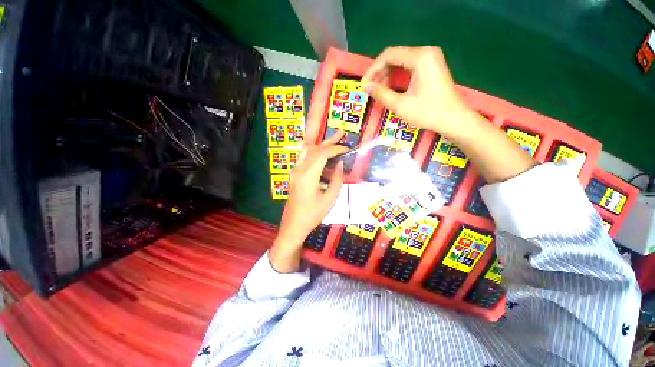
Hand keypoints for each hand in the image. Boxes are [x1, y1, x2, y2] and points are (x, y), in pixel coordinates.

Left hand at [269, 131, 348, 272]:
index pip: (322, 154)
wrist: (294, 225)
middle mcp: (299, 169)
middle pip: (314, 149)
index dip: (336, 149)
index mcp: (308, 175)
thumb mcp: (330, 198)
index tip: (347, 148)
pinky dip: (315, 152)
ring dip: (321, 145)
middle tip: (341, 133)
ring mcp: (294, 171)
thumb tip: (341, 163)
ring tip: (333, 140)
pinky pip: (304, 158)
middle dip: (329, 141)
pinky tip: (323, 153)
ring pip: (307, 151)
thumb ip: (337, 179)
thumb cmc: (313, 214)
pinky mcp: (294, 175)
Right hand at [364, 46, 535, 182]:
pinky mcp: (432, 65)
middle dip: (380, 72)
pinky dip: (397, 76)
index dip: (373, 69)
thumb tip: (365, 86)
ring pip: (401, 61)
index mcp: (420, 57)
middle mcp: (426, 51)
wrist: (453, 119)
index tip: (364, 84)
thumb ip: (381, 93)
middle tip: (370, 89)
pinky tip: (391, 87)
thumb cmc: (427, 112)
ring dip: (387, 75)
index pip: (389, 55)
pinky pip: (409, 66)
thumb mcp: (400, 105)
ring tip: (379, 91)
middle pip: (395, 56)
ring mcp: (431, 58)